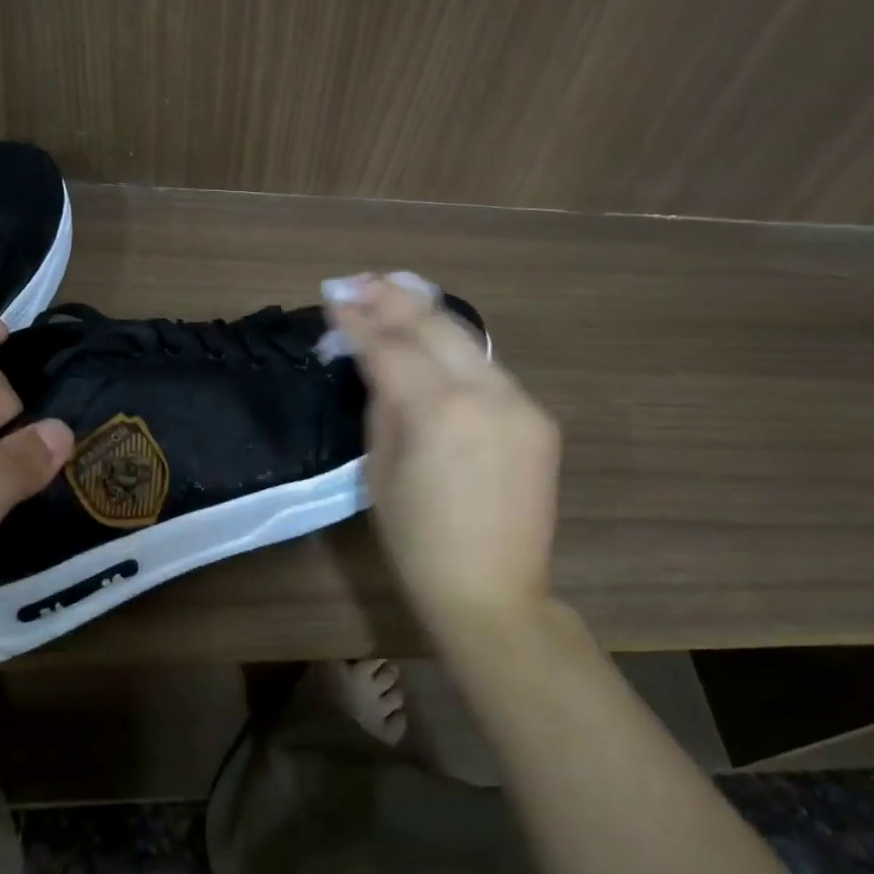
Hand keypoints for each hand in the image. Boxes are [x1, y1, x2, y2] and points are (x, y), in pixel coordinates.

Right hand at [327, 275, 560, 629]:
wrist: (493, 592)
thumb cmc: (418, 543)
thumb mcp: (379, 472)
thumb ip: (382, 404)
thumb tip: (374, 360)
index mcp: (437, 413)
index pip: (390, 348)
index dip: (358, 322)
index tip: (334, 299)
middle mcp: (485, 394)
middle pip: (434, 326)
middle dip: (393, 298)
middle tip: (360, 280)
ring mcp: (520, 402)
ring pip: (467, 340)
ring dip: (427, 314)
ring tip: (393, 290)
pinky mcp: (539, 417)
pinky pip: (489, 370)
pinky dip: (456, 350)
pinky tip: (434, 339)